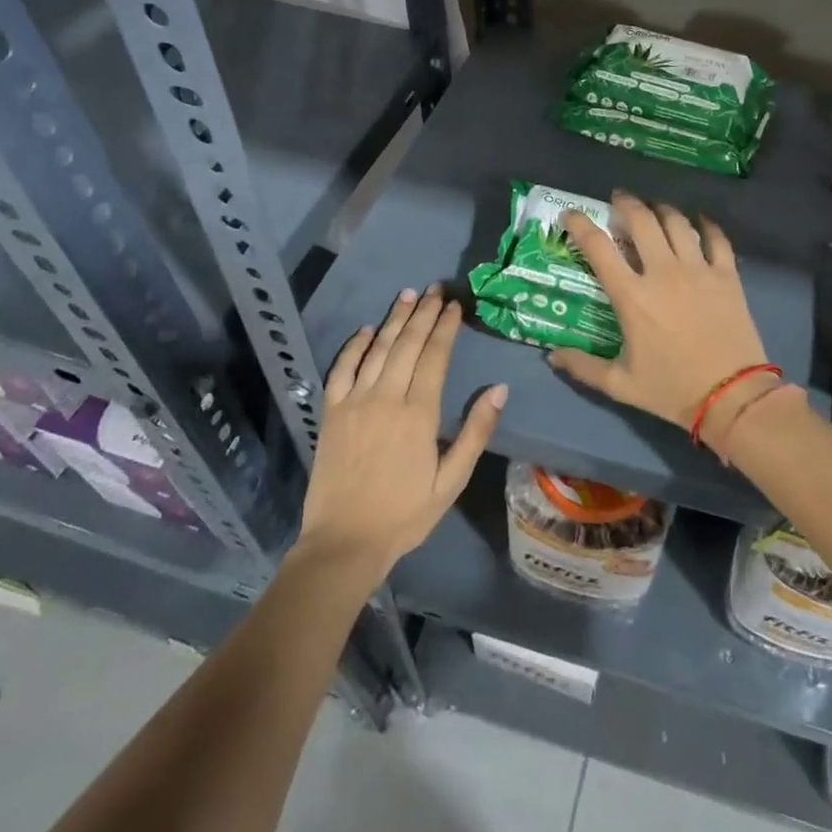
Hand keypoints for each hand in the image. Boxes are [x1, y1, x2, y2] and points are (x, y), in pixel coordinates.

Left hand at [298, 285, 505, 577]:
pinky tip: (366, 330)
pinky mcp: (332, 413)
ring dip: (394, 319)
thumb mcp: (452, 480)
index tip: (455, 305)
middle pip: (407, 344)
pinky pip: (342, 369)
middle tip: (435, 288)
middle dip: (423, 313)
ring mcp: (355, 402)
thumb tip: (499, 389)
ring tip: (408, 295)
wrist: (344, 542)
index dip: (445, 327)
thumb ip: (476, 432)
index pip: (435, 356)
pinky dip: (354, 346)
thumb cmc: (405, 514)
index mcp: (419, 413)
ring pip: (377, 349)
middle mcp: (386, 398)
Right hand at [548, 191, 772, 431]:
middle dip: (626, 203)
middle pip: (641, 221)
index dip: (580, 225)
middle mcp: (663, 273)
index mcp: (632, 296)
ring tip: (654, 208)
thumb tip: (552, 356)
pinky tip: (700, 221)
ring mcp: (698, 270)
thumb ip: (583, 367)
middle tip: (618, 199)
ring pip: (677, 223)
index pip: (598, 248)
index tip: (571, 215)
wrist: (732, 396)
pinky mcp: (727, 275)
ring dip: (661, 209)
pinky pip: (717, 238)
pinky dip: (706, 225)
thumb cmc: (672, 390)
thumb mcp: (621, 385)